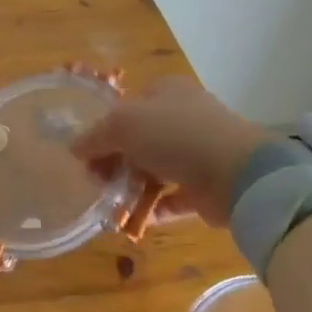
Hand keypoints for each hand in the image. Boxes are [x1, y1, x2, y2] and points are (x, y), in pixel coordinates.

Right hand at [72, 78, 270, 227]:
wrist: (236, 173)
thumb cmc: (174, 134)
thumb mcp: (122, 124)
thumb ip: (95, 136)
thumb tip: (75, 149)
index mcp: (167, 91)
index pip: (128, 105)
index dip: (104, 127)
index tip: (85, 154)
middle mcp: (184, 116)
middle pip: (140, 138)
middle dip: (116, 160)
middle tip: (95, 181)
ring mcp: (199, 151)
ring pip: (156, 167)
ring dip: (133, 185)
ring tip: (109, 204)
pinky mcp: (209, 185)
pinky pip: (174, 196)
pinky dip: (155, 208)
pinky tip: (134, 219)